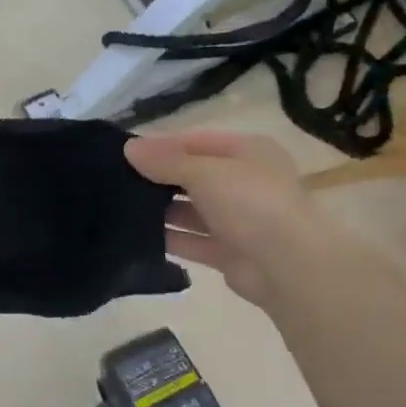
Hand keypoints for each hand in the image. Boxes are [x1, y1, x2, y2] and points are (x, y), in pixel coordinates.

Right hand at [126, 130, 320, 306]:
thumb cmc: (250, 202)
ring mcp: (239, 219)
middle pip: (194, 175)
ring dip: (161, 210)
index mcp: (248, 152)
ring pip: (192, 210)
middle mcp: (245, 182)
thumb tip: (129, 148)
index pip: (197, 141)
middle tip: (116, 180)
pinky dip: (170, 239)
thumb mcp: (205, 171)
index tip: (126, 153)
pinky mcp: (230, 253)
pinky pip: (193, 241)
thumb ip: (165, 161)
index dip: (162, 145)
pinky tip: (138, 237)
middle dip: (159, 179)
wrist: (289, 266)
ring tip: (120, 209)